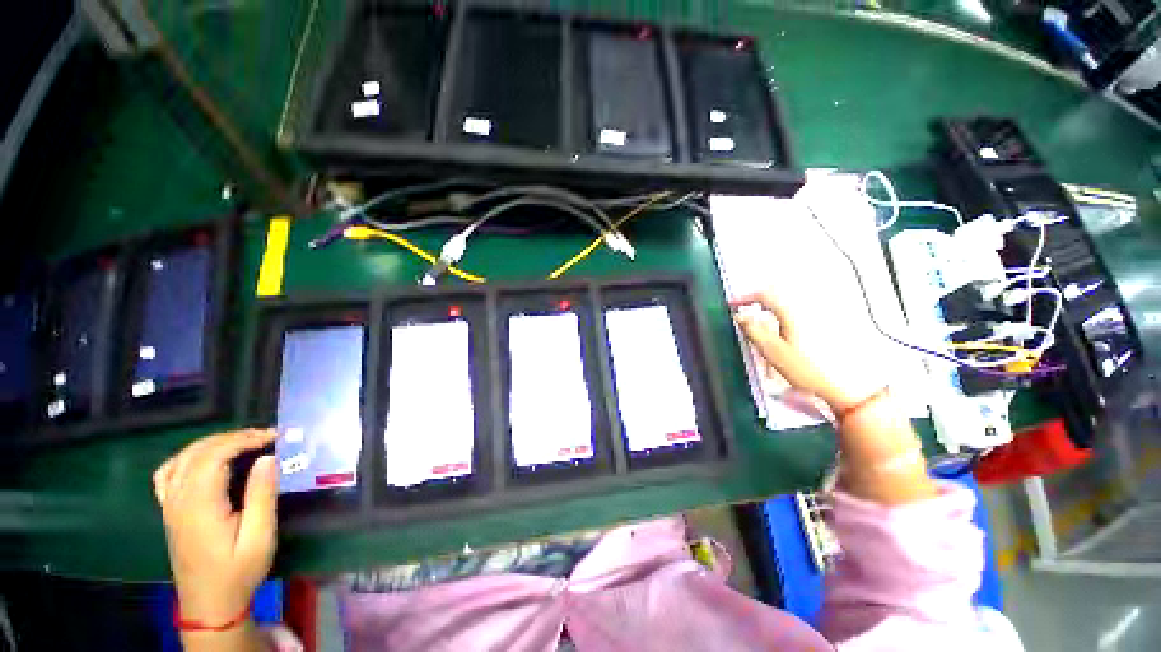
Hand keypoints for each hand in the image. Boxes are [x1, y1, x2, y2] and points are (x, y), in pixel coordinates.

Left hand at [153, 429, 278, 623]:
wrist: (209, 602)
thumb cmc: (238, 571)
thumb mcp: (259, 537)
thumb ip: (262, 496)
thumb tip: (268, 458)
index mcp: (199, 506)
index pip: (214, 456)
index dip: (244, 440)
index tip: (274, 437)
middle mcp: (178, 500)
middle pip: (198, 452)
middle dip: (233, 437)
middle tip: (266, 437)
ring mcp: (169, 505)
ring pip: (182, 458)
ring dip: (213, 443)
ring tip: (243, 442)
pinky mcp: (169, 510)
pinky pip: (169, 472)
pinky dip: (188, 457)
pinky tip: (204, 459)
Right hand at [731, 292, 874, 411]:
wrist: (849, 386)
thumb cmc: (809, 370)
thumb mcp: (774, 352)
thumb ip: (754, 331)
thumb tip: (740, 316)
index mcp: (793, 311)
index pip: (764, 294)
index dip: (744, 297)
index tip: (733, 305)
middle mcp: (809, 306)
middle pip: (779, 291)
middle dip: (759, 297)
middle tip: (746, 307)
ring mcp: (823, 312)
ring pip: (792, 298)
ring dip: (773, 303)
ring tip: (762, 315)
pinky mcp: (831, 321)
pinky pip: (803, 306)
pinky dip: (787, 310)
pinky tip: (786, 324)